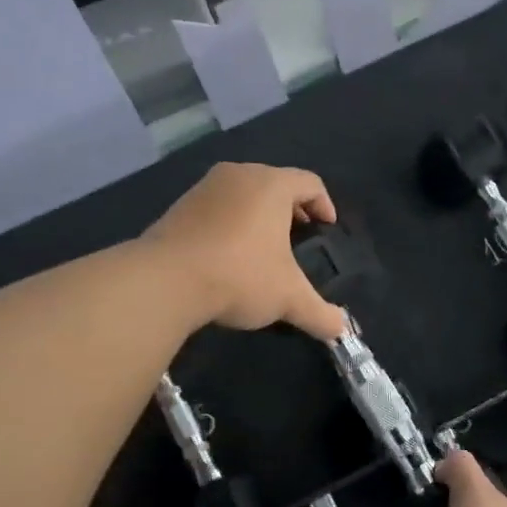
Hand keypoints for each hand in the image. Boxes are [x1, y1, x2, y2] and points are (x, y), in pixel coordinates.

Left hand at [143, 162, 349, 339]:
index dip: (325, 204)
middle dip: (291, 208)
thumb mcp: (289, 299)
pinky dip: (230, 222)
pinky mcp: (178, 206)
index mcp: (271, 185)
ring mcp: (204, 188)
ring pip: (243, 193)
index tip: (328, 227)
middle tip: (299, 236)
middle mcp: (239, 175)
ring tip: (264, 247)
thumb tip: (341, 331)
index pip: (310, 182)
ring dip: (258, 215)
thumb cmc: (240, 276)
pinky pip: (216, 207)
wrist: (165, 281)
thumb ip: (320, 313)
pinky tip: (228, 254)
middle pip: (275, 182)